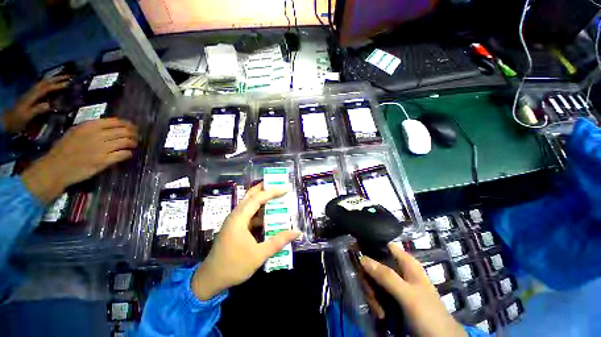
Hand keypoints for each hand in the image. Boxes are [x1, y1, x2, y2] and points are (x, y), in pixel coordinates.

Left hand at [2, 75, 70, 132]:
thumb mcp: (27, 116)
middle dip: (58, 78)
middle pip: (46, 82)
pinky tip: (55, 84)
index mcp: (33, 95)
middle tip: (71, 76)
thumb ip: (38, 110)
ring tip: (65, 78)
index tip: (71, 83)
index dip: (58, 85)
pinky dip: (50, 83)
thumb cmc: (17, 120)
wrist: (6, 121)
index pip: (47, 88)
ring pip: (44, 83)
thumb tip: (51, 105)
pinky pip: (43, 87)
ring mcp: (31, 93)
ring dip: (54, 79)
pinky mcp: (32, 96)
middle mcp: (32, 91)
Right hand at [21, 118, 137, 202]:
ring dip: (133, 143)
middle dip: (134, 134)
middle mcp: (98, 134)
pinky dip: (129, 153)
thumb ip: (93, 128)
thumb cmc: (65, 149)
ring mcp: (101, 148)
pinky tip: (128, 153)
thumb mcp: (76, 131)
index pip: (117, 122)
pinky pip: (123, 154)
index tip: (133, 128)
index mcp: (90, 125)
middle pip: (125, 131)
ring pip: (126, 141)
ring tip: (134, 145)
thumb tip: (112, 126)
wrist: (56, 167)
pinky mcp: (104, 161)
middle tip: (137, 137)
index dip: (129, 125)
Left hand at [192, 183, 300, 299]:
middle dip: (265, 188)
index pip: (258, 198)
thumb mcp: (259, 255)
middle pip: (251, 195)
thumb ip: (278, 242)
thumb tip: (297, 232)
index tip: (286, 188)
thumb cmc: (234, 266)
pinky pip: (249, 214)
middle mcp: (236, 215)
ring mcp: (234, 220)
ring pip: (250, 204)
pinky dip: (260, 212)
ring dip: (263, 199)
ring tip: (277, 198)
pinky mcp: (235, 226)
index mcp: (239, 218)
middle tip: (279, 185)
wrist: (210, 279)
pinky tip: (269, 217)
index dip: (273, 192)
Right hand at [360, 243, 466, 336]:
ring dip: (372, 294)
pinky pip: (377, 293)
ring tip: (377, 309)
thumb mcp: (407, 295)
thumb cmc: (428, 314)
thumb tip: (362, 258)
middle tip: (369, 293)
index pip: (385, 245)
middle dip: (369, 279)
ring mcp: (396, 285)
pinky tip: (379, 313)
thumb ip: (386, 276)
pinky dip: (375, 302)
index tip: (356, 252)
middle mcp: (400, 270)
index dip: (371, 245)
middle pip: (376, 264)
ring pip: (374, 279)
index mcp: (406, 263)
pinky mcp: (393, 298)